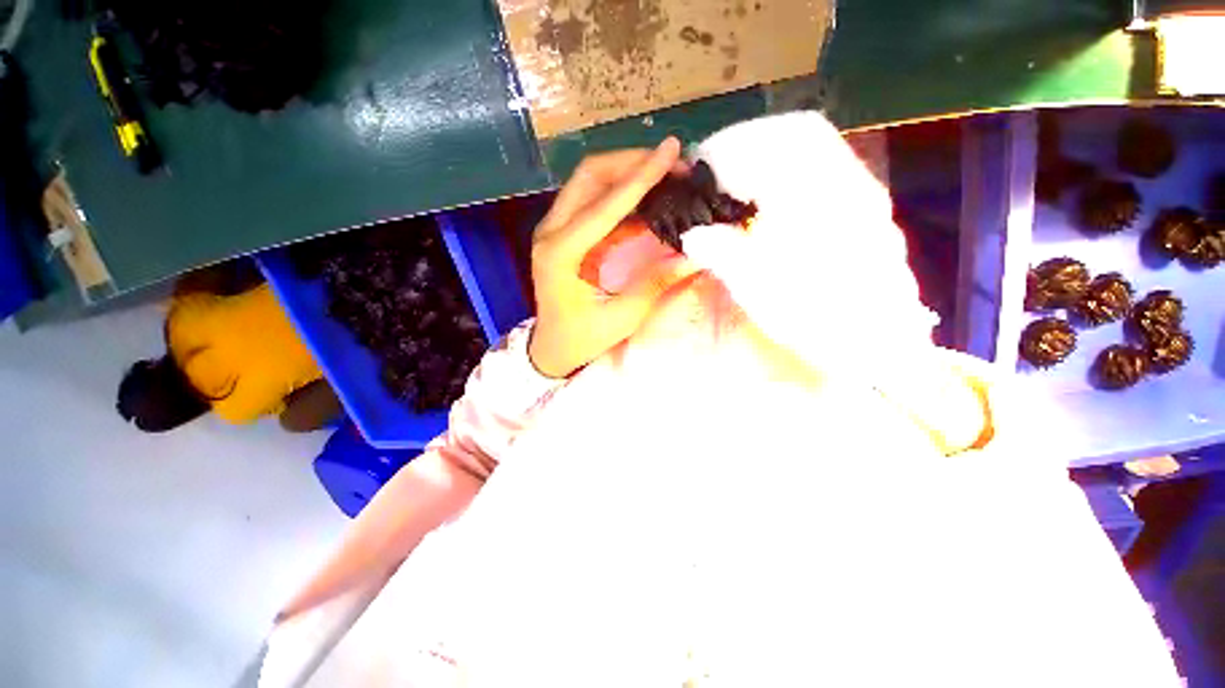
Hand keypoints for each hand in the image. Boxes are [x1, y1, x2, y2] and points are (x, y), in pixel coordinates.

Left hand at [528, 137, 694, 377]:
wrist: (550, 348)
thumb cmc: (580, 339)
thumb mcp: (620, 318)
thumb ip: (655, 284)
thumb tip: (694, 256)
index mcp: (560, 253)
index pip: (605, 205)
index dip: (641, 177)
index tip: (671, 150)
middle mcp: (551, 232)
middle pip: (590, 176)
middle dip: (633, 163)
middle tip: (673, 164)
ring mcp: (555, 230)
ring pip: (590, 183)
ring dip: (628, 173)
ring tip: (666, 175)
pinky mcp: (565, 234)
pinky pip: (595, 203)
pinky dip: (623, 197)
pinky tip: (649, 200)